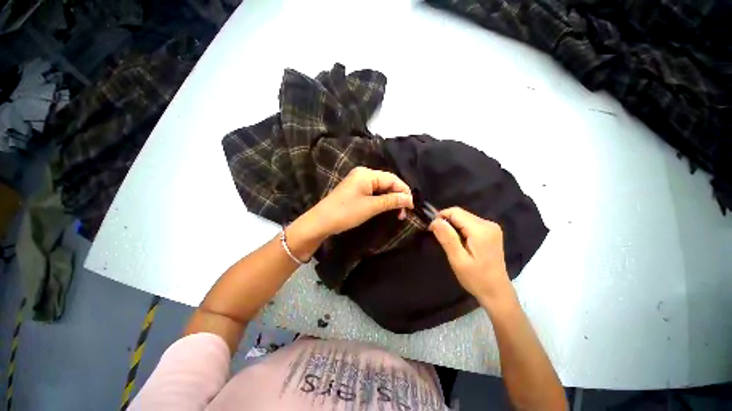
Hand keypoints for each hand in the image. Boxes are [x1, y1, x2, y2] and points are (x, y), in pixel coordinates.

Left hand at [307, 167, 413, 237]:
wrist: (321, 221)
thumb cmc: (346, 213)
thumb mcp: (371, 207)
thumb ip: (391, 201)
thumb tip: (410, 199)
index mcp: (367, 174)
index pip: (392, 179)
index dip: (404, 192)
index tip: (412, 207)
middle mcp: (363, 173)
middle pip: (387, 182)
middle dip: (397, 196)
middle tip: (403, 213)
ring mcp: (358, 181)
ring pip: (381, 187)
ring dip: (390, 199)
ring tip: (397, 213)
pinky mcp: (355, 189)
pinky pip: (373, 191)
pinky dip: (381, 199)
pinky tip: (385, 207)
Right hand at [429, 207, 511, 303]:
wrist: (497, 292)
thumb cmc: (476, 279)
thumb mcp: (458, 260)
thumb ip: (447, 238)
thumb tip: (435, 221)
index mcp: (481, 230)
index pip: (455, 212)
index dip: (440, 217)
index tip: (432, 230)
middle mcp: (488, 224)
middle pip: (460, 213)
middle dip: (446, 222)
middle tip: (439, 238)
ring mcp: (491, 227)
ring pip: (464, 217)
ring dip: (452, 225)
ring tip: (448, 241)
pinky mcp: (490, 231)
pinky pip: (469, 222)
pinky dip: (460, 228)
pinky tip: (458, 241)